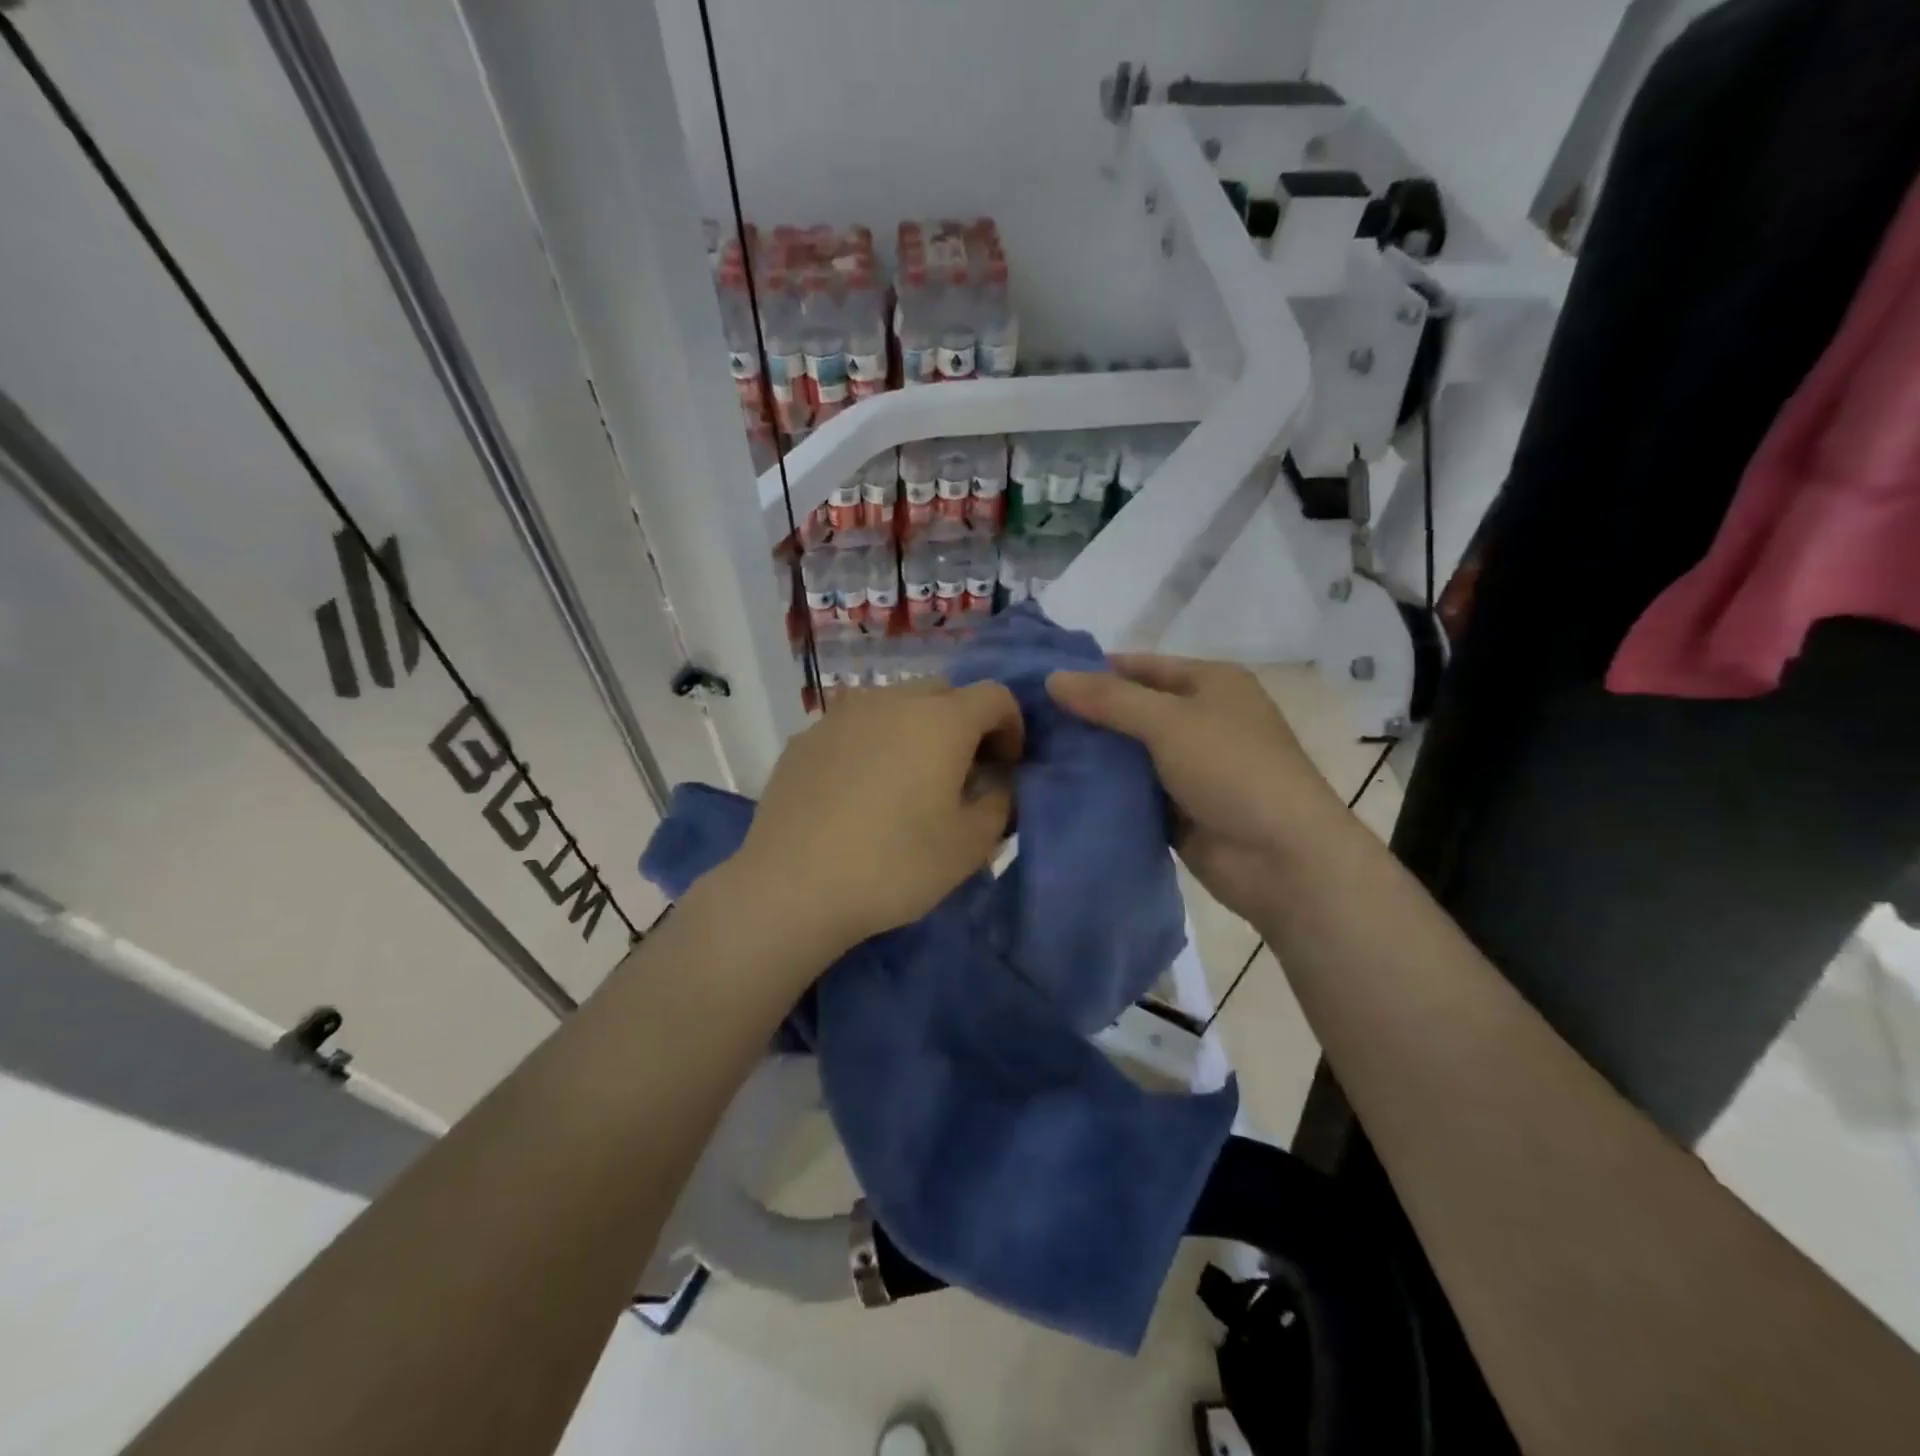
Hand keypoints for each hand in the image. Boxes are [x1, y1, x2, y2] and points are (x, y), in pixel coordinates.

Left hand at [733, 679, 1023, 954]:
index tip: (1006, 767)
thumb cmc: (895, 865)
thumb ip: (1000, 802)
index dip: (1012, 726)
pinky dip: (872, 744)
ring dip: (915, 730)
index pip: (995, 696)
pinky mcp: (805, 738)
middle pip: (943, 693)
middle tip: (960, 773)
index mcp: (942, 720)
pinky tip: (859, 791)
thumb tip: (995, 781)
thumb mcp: (970, 846)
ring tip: (907, 780)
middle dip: (964, 724)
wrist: (793, 887)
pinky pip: (855, 727)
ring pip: (894, 704)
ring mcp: (842, 715)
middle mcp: (892, 701)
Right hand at [1047, 656, 1345, 922]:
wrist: (1282, 859)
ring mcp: (1189, 767)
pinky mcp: (1178, 809)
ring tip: (1033, 752)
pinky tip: (1060, 788)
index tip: (1041, 681)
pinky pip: (1132, 791)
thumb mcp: (1169, 721)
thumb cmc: (1233, 769)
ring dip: (1092, 755)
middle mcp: (1200, 720)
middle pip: (1132, 709)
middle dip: (1086, 715)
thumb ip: (1109, 699)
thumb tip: (1052, 678)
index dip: (1094, 670)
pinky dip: (1104, 791)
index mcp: (1210, 684)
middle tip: (1027, 720)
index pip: (1141, 666)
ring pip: (1128, 754)